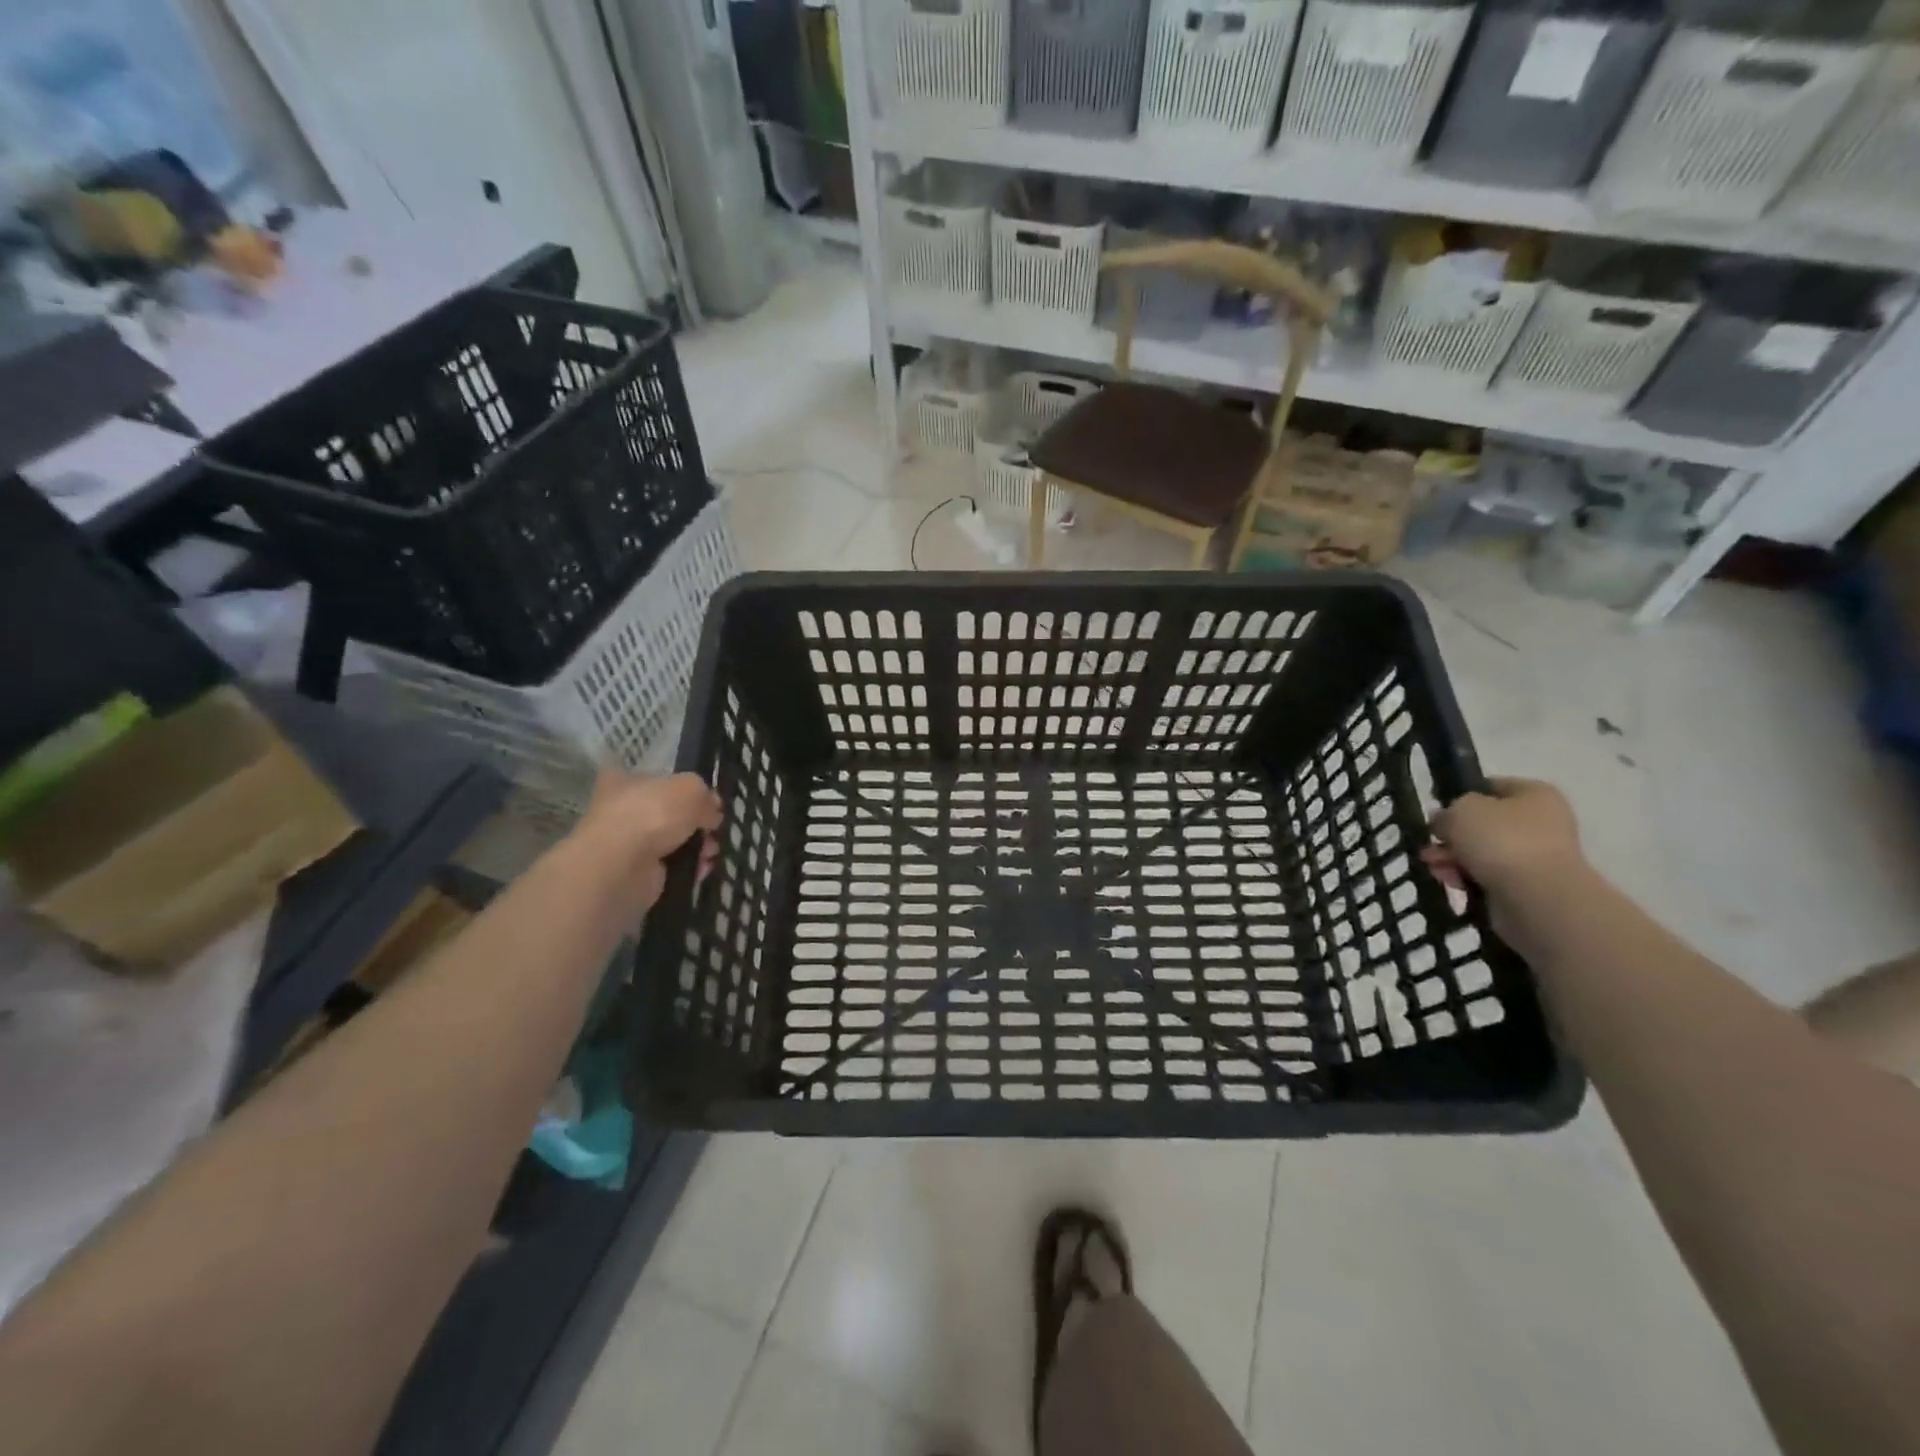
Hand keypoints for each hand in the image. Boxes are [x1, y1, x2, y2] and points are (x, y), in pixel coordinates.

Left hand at [570, 770, 721, 926]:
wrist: (622, 866)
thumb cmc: (652, 813)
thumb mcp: (691, 788)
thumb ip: (705, 795)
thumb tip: (711, 811)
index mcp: (625, 782)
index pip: (654, 780)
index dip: (681, 789)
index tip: (704, 800)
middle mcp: (622, 811)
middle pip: (669, 814)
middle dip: (697, 822)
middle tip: (713, 827)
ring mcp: (628, 845)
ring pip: (674, 842)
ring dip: (697, 846)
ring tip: (711, 851)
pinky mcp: (637, 874)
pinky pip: (672, 867)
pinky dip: (690, 868)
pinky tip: (702, 868)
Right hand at [1421, 778, 1585, 931]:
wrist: (1537, 897)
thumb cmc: (1501, 839)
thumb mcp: (1460, 809)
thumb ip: (1447, 811)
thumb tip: (1444, 821)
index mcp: (1535, 794)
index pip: (1490, 786)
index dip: (1460, 796)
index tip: (1437, 810)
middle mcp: (1541, 822)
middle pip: (1483, 823)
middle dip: (1452, 834)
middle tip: (1431, 843)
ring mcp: (1536, 856)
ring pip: (1481, 851)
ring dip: (1453, 857)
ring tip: (1434, 866)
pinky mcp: (1527, 886)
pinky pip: (1488, 876)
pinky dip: (1467, 877)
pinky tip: (1451, 882)